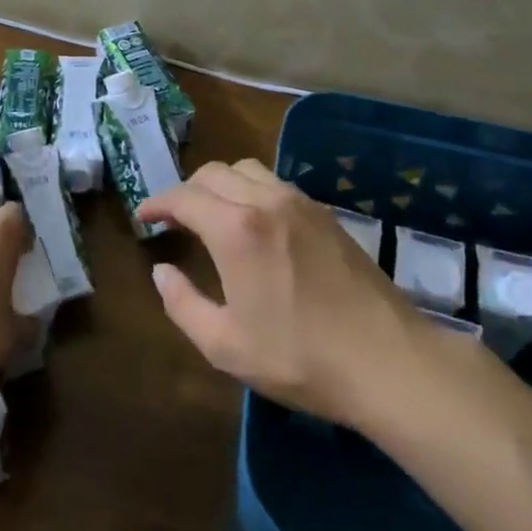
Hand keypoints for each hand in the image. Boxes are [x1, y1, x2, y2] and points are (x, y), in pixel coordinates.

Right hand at [142, 160, 460, 426]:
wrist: (387, 361)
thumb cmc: (299, 356)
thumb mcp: (225, 345)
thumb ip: (182, 304)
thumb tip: (161, 271)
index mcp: (235, 228)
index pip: (184, 197)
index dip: (157, 202)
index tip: (143, 216)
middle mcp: (266, 201)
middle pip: (214, 173)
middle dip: (186, 189)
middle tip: (173, 217)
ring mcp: (301, 203)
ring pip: (247, 169)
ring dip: (220, 183)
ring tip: (212, 213)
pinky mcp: (326, 214)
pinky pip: (276, 183)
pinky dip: (251, 189)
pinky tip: (254, 222)